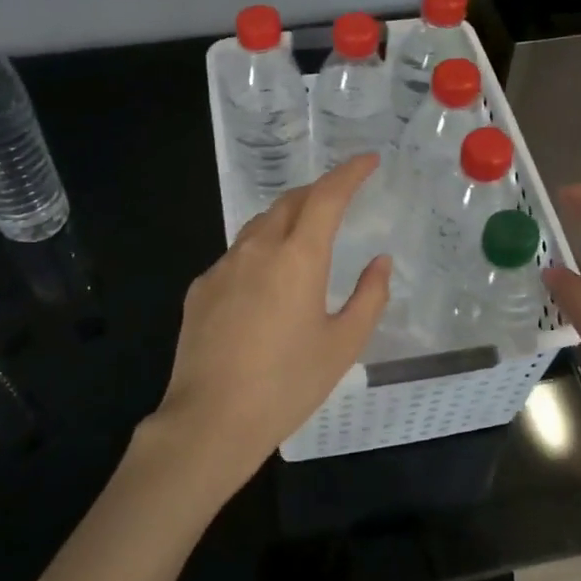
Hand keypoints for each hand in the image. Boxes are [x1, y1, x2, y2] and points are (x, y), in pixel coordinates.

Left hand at [145, 156, 390, 504]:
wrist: (211, 420)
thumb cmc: (288, 384)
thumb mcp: (343, 345)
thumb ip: (369, 296)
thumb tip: (380, 262)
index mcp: (298, 258)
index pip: (326, 196)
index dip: (349, 173)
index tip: (367, 161)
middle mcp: (257, 249)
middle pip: (289, 202)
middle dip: (317, 191)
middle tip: (339, 199)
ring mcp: (222, 267)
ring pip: (259, 226)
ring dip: (286, 220)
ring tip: (304, 236)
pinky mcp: (200, 289)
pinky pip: (236, 256)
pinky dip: (259, 252)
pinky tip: (265, 284)